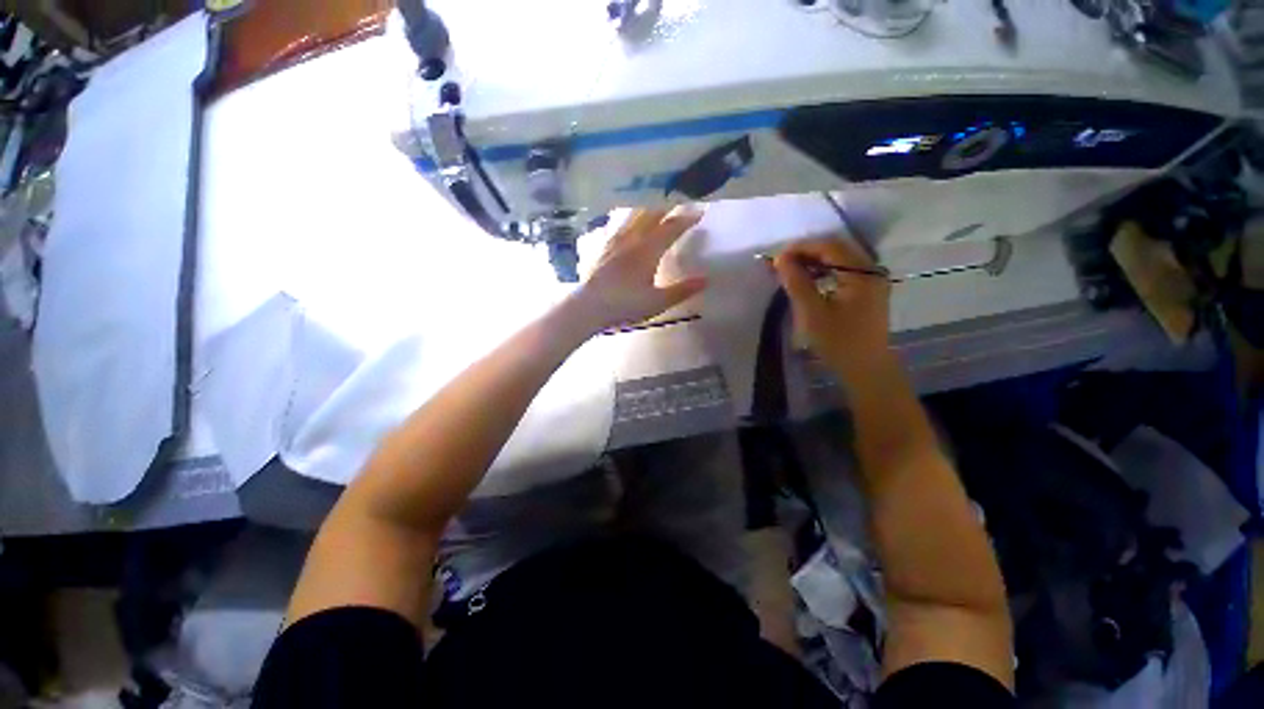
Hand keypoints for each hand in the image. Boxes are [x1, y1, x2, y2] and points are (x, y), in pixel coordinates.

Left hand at [571, 208, 706, 331]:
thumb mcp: (657, 302)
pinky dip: (628, 215)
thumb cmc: (624, 305)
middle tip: (680, 203)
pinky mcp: (601, 243)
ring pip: (634, 213)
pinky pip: (617, 221)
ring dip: (648, 206)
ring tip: (656, 205)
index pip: (672, 227)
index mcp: (648, 249)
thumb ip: (682, 290)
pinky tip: (626, 219)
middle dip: (669, 206)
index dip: (687, 219)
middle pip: (653, 213)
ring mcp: (614, 238)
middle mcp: (632, 237)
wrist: (588, 305)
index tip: (700, 211)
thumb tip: (706, 279)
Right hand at [772, 237, 893, 380]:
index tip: (777, 257)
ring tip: (791, 271)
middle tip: (782, 263)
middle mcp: (871, 270)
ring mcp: (872, 279)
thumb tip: (781, 259)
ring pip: (840, 258)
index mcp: (862, 273)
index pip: (829, 246)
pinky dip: (824, 270)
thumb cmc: (838, 342)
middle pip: (836, 249)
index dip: (801, 247)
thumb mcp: (812, 312)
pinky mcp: (868, 290)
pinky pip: (844, 270)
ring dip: (814, 261)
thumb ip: (797, 282)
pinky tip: (810, 280)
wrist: (865, 368)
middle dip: (807, 252)